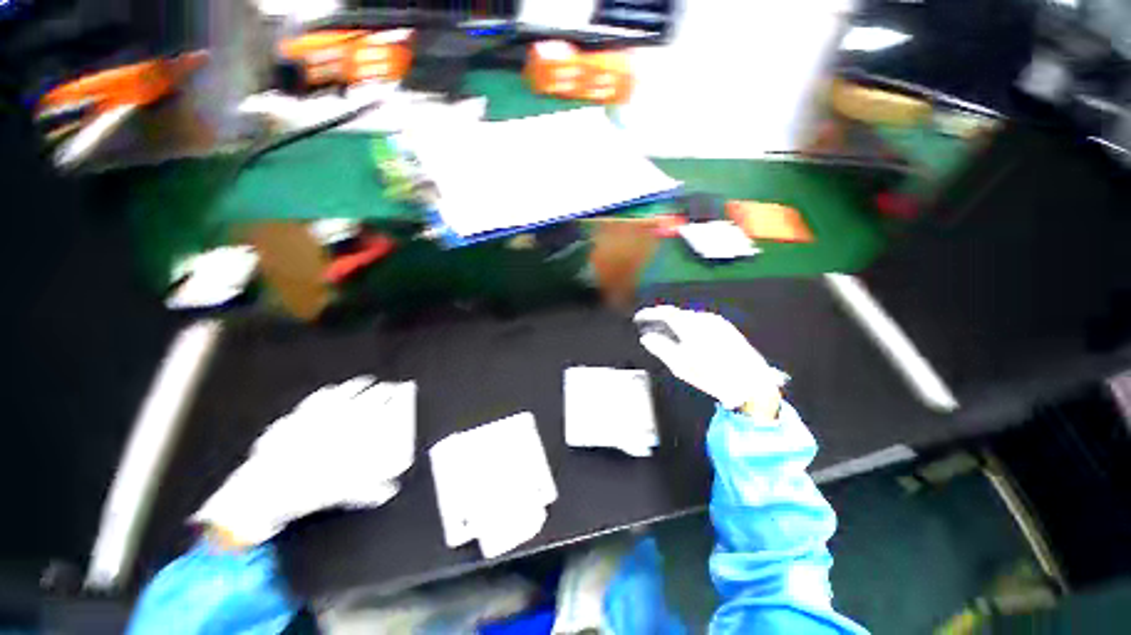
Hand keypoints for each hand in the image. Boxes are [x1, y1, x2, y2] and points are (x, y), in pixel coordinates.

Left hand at [193, 377, 415, 545]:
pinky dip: (326, 393)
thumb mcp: (343, 493)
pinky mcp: (296, 416)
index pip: (376, 404)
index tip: (398, 391)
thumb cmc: (305, 490)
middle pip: (362, 395)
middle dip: (378, 389)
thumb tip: (388, 491)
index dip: (389, 395)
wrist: (263, 490)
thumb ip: (368, 491)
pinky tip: (329, 391)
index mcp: (351, 430)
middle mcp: (336, 417)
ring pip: (340, 393)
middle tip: (387, 387)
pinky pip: (315, 399)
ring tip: (364, 382)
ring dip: (355, 386)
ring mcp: (314, 414)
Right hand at [633, 306, 787, 413]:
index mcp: (690, 327)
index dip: (649, 313)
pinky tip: (688, 336)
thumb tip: (646, 337)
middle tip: (651, 328)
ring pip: (689, 317)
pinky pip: (701, 321)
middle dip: (662, 319)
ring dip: (676, 322)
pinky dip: (690, 325)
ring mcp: (717, 322)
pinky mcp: (726, 327)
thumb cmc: (713, 377)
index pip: (664, 313)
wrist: (751, 383)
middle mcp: (703, 319)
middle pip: (677, 314)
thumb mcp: (681, 366)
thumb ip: (661, 349)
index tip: (639, 317)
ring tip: (668, 334)